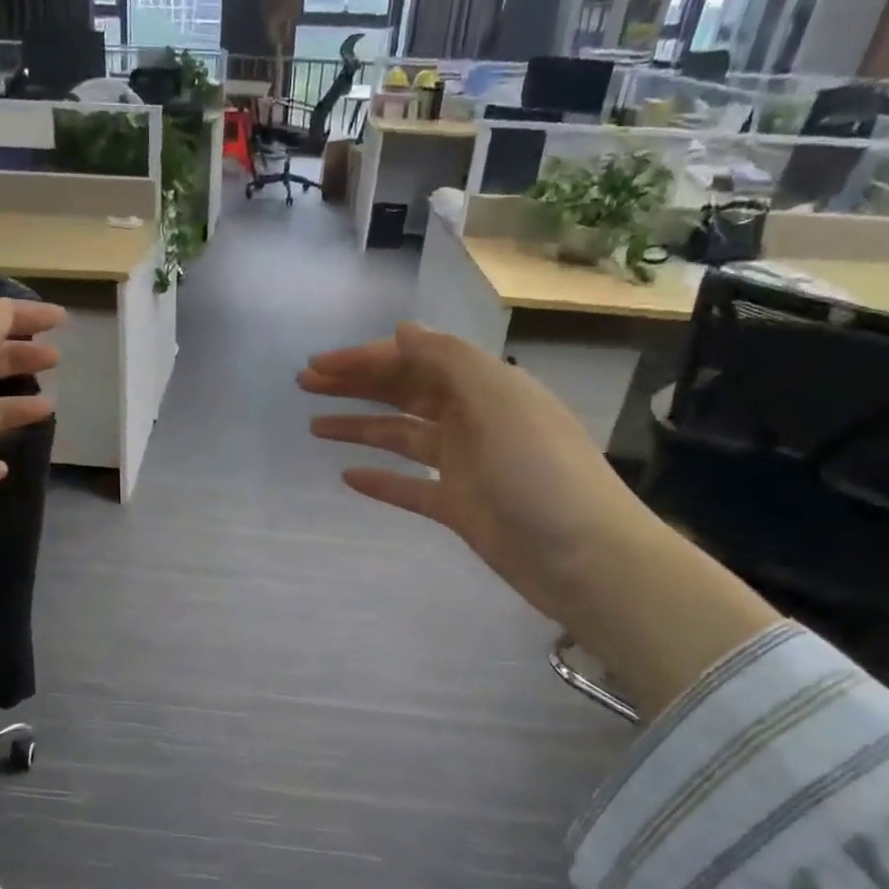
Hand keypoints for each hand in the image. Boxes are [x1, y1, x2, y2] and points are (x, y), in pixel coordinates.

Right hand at [300, 322, 777, 718]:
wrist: (584, 558)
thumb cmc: (539, 471)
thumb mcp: (497, 401)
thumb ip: (448, 361)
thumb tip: (403, 330)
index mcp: (485, 386)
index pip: (415, 360)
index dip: (365, 359)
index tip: (319, 365)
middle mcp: (473, 418)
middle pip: (404, 393)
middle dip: (356, 386)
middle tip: (304, 385)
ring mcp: (465, 465)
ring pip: (401, 437)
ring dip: (360, 428)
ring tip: (314, 426)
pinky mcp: (459, 507)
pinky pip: (410, 487)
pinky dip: (381, 480)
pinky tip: (349, 476)